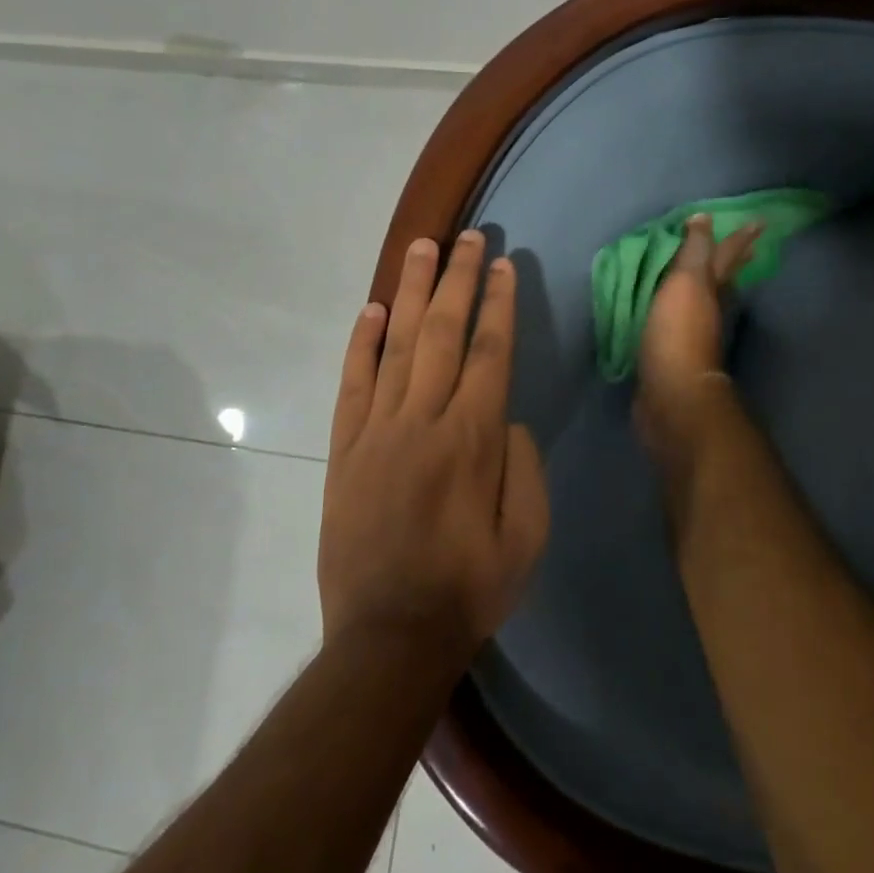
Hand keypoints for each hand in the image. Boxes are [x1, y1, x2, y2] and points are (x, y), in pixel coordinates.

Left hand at [319, 231, 549, 656]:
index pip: (491, 352)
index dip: (499, 303)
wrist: (389, 636)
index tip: (503, 264)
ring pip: (399, 346)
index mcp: (474, 439)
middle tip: (468, 236)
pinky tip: (373, 310)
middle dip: (459, 279)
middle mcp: (425, 421)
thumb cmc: (471, 587)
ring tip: (423, 248)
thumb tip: (508, 419)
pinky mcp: (345, 450)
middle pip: (445, 333)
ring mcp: (378, 432)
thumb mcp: (528, 535)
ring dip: (413, 293)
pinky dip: (362, 344)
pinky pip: (353, 385)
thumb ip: (523, 466)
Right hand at [635, 214, 759, 453]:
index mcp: (713, 290)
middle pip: (725, 280)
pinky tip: (675, 313)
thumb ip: (694, 252)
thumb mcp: (686, 284)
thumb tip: (704, 218)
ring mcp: (695, 336)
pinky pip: (680, 325)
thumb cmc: (678, 334)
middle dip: (734, 262)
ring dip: (710, 287)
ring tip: (710, 276)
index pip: (728, 256)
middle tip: (748, 247)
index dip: (740, 238)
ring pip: (707, 302)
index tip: (759, 222)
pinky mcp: (675, 357)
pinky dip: (681, 313)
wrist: (671, 395)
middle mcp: (711, 311)